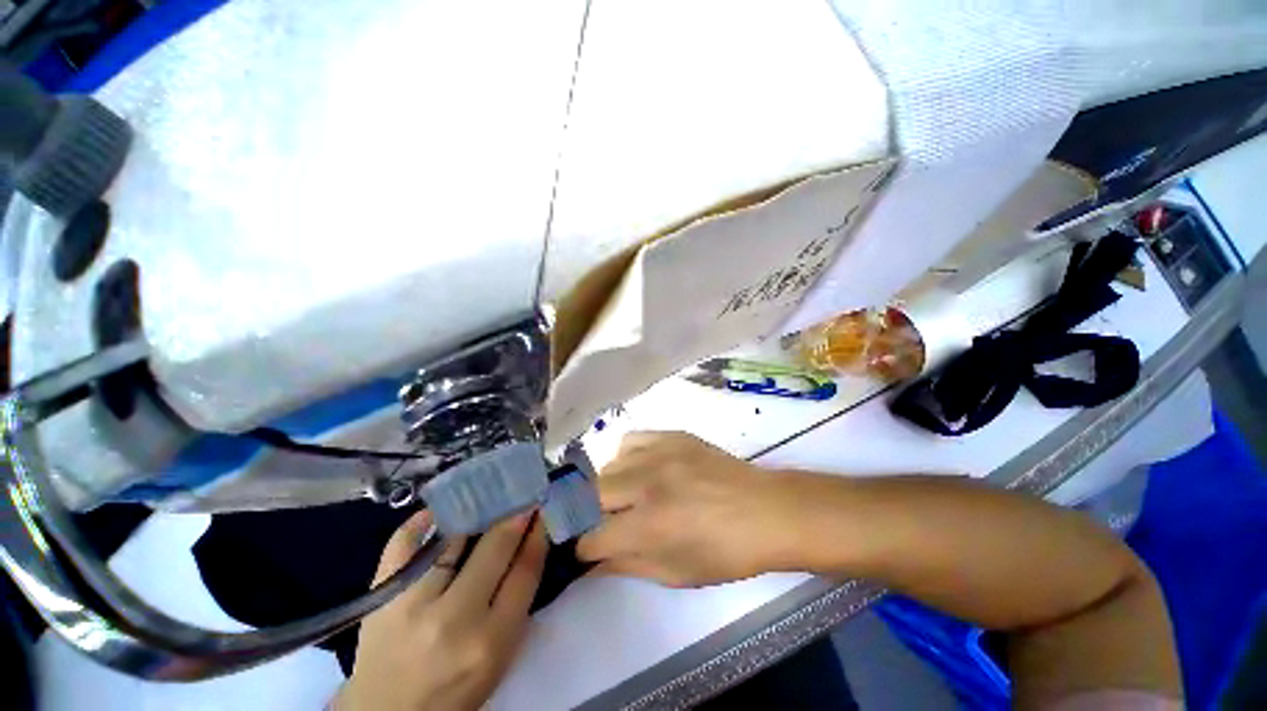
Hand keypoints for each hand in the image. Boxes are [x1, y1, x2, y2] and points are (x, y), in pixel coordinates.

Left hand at [337, 510, 547, 710]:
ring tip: (491, 495)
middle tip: (525, 495)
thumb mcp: (499, 659)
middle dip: (516, 515)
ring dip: (477, 512)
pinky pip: (402, 546)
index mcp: (491, 640)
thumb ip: (516, 604)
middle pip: (496, 548)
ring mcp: (412, 604)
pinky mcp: (380, 597)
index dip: (538, 534)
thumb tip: (529, 546)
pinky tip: (438, 510)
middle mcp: (454, 618)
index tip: (544, 512)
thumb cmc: (455, 691)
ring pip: (453, 539)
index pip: (525, 571)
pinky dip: (420, 522)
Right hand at [576, 431, 800, 586]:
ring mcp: (658, 454)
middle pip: (591, 495)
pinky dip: (627, 456)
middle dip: (591, 515)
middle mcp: (646, 484)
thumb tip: (592, 563)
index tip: (591, 551)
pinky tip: (640, 468)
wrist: (764, 511)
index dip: (586, 550)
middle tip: (608, 522)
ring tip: (626, 495)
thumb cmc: (725, 552)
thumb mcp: (675, 573)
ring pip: (608, 465)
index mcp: (648, 526)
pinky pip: (631, 440)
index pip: (592, 537)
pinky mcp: (671, 436)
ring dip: (609, 486)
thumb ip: (627, 565)